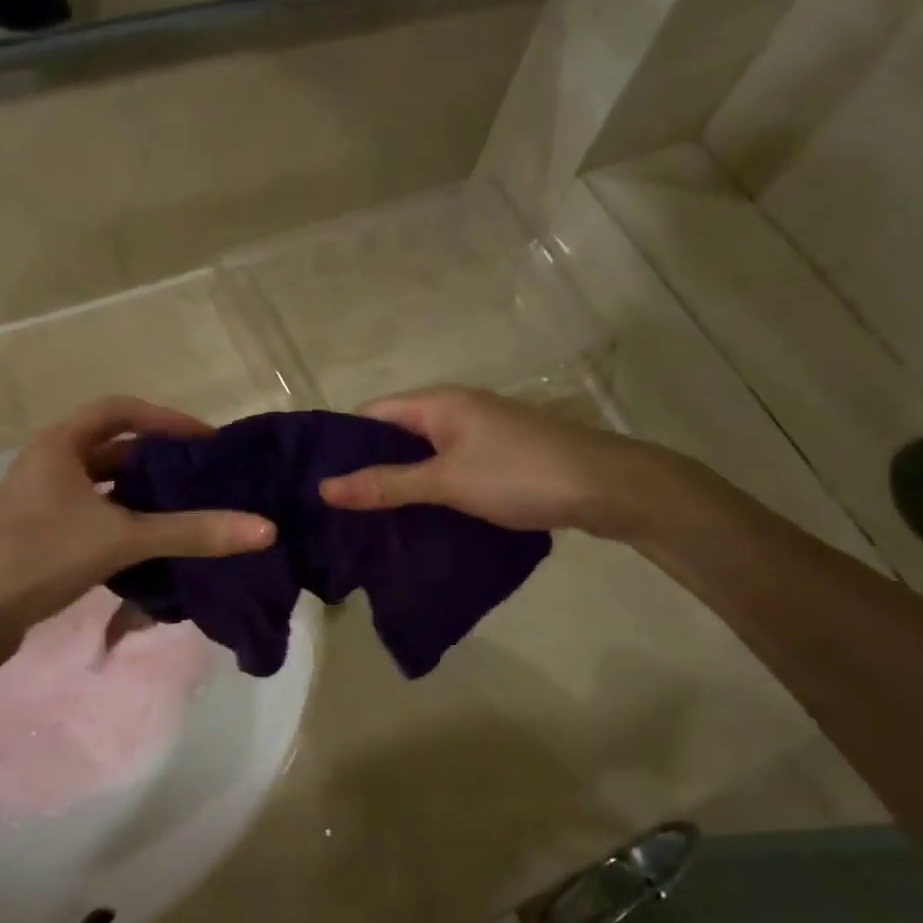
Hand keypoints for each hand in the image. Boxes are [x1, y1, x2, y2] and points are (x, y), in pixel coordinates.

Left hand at [0, 397, 274, 641]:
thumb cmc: (40, 557)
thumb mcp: (121, 539)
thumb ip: (191, 532)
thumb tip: (264, 529)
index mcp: (59, 444)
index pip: (121, 410)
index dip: (166, 419)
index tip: (206, 440)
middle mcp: (50, 463)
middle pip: (116, 448)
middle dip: (161, 460)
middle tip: (206, 478)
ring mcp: (44, 501)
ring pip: (106, 486)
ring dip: (145, 495)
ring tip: (190, 509)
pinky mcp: (44, 535)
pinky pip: (97, 516)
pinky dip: (127, 523)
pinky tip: (155, 544)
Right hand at [318, 385, 694, 541]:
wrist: (607, 487)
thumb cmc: (519, 475)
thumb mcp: (446, 481)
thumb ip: (386, 485)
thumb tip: (324, 488)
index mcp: (438, 403)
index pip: (371, 414)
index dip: (342, 443)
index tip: (316, 480)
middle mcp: (456, 410)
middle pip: (396, 435)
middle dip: (366, 468)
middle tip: (335, 508)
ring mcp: (480, 434)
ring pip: (423, 455)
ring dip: (397, 482)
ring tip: (365, 519)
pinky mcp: (497, 458)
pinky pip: (447, 469)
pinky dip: (427, 489)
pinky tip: (414, 518)